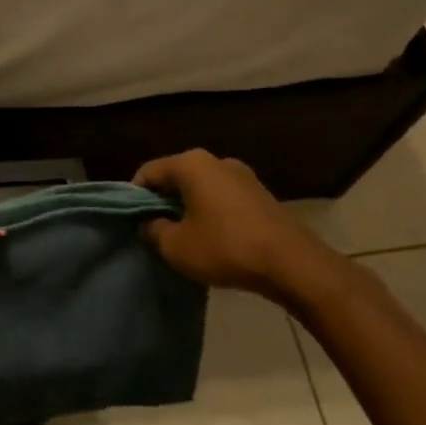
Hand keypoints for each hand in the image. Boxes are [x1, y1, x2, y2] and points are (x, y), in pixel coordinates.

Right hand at [135, 149, 350, 304]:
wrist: (292, 263)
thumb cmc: (225, 248)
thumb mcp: (175, 246)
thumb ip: (153, 230)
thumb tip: (149, 223)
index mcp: (191, 164)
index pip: (148, 172)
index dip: (134, 197)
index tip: (133, 222)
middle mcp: (216, 160)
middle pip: (176, 178)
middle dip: (162, 202)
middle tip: (156, 231)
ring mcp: (242, 175)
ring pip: (201, 188)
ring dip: (188, 209)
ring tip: (184, 238)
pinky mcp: (260, 194)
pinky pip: (222, 198)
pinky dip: (211, 213)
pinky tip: (213, 239)